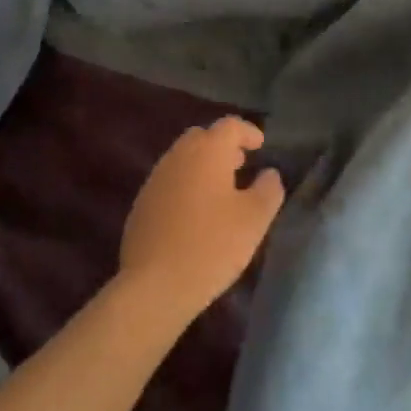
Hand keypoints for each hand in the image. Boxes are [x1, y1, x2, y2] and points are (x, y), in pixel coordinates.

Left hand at [118, 117, 283, 322]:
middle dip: (222, 146)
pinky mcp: (141, 204)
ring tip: (221, 190)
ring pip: (183, 159)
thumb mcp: (254, 220)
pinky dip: (186, 186)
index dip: (247, 131)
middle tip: (240, 165)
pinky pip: (169, 182)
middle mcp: (178, 156)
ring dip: (203, 166)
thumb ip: (268, 190)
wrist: (154, 284)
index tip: (260, 145)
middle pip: (202, 137)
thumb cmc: (211, 246)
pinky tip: (195, 214)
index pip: (229, 126)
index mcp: (207, 152)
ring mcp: (155, 179)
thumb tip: (269, 174)